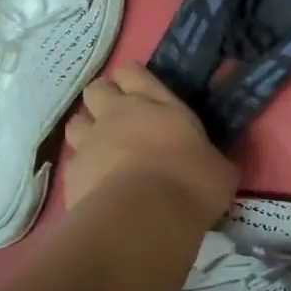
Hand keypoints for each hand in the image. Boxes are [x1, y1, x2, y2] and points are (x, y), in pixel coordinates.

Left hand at [62, 64, 236, 228]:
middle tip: (120, 119)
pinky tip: (97, 185)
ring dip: (88, 131)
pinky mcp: (71, 173)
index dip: (132, 79)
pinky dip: (83, 170)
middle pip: (96, 90)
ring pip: (76, 122)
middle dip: (104, 99)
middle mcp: (117, 114)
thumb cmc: (192, 184)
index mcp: (156, 104)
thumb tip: (213, 164)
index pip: (132, 72)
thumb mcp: (219, 169)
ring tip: (104, 151)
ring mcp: (89, 142)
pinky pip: (72, 162)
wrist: (145, 219)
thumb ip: (209, 157)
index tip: (141, 92)